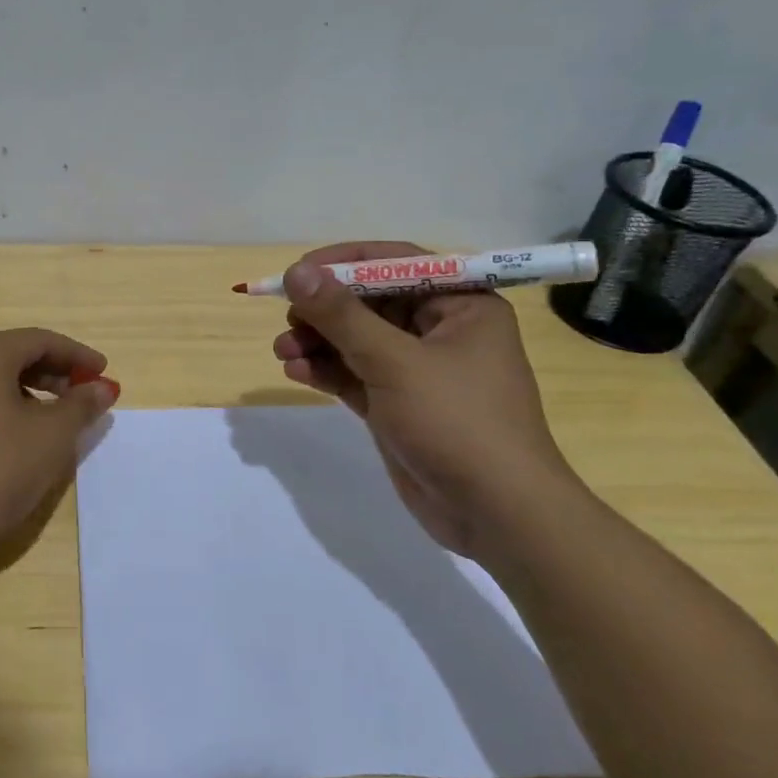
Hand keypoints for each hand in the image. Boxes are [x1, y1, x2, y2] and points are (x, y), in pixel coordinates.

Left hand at [0, 327, 118, 570]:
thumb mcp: (50, 437)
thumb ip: (80, 406)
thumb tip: (101, 387)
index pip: (40, 340)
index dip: (78, 355)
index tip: (104, 374)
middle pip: (15, 356)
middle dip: (55, 374)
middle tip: (86, 398)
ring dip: (32, 394)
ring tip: (58, 423)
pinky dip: (7, 411)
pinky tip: (21, 442)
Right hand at [270, 242, 578, 556]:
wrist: (496, 513)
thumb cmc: (456, 422)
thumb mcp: (394, 362)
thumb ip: (342, 316)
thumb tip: (295, 273)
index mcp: (461, 304)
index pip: (394, 263)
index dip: (342, 264)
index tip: (296, 273)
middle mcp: (440, 329)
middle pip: (369, 303)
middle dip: (324, 311)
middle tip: (287, 319)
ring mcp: (417, 370)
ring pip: (356, 340)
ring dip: (318, 342)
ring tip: (282, 352)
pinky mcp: (397, 404)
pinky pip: (354, 374)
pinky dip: (326, 370)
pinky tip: (296, 372)